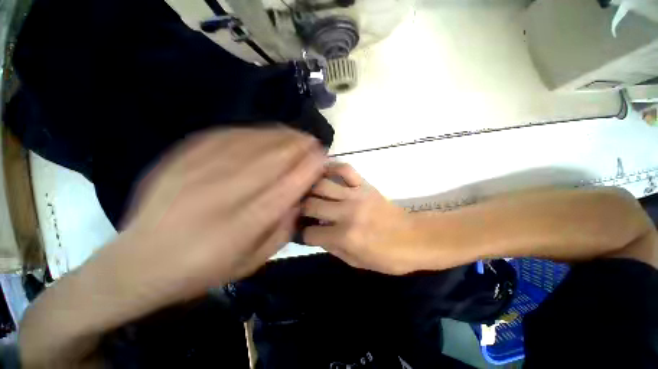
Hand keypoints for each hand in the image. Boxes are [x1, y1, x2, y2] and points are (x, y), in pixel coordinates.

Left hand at [91, 127, 325, 306]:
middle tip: (313, 141)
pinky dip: (251, 132)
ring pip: (250, 144)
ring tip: (295, 134)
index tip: (322, 158)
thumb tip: (299, 200)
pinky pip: (223, 137)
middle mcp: (222, 195)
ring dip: (279, 136)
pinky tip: (265, 133)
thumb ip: (282, 231)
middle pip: (271, 160)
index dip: (308, 169)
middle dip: (298, 147)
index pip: (287, 187)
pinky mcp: (180, 160)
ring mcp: (197, 173)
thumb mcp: (252, 262)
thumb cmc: (202, 270)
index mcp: (242, 225)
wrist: (139, 264)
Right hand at [302, 163, 419, 274]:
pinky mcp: (364, 185)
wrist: (415, 238)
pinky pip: (345, 169)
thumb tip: (314, 234)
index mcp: (344, 236)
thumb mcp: (356, 261)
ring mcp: (355, 195)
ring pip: (322, 185)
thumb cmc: (387, 257)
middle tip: (299, 211)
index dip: (303, 234)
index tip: (302, 232)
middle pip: (311, 205)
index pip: (310, 233)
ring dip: (310, 189)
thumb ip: (332, 247)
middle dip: (301, 209)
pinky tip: (323, 171)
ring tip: (306, 192)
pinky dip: (332, 167)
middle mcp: (346, 212)